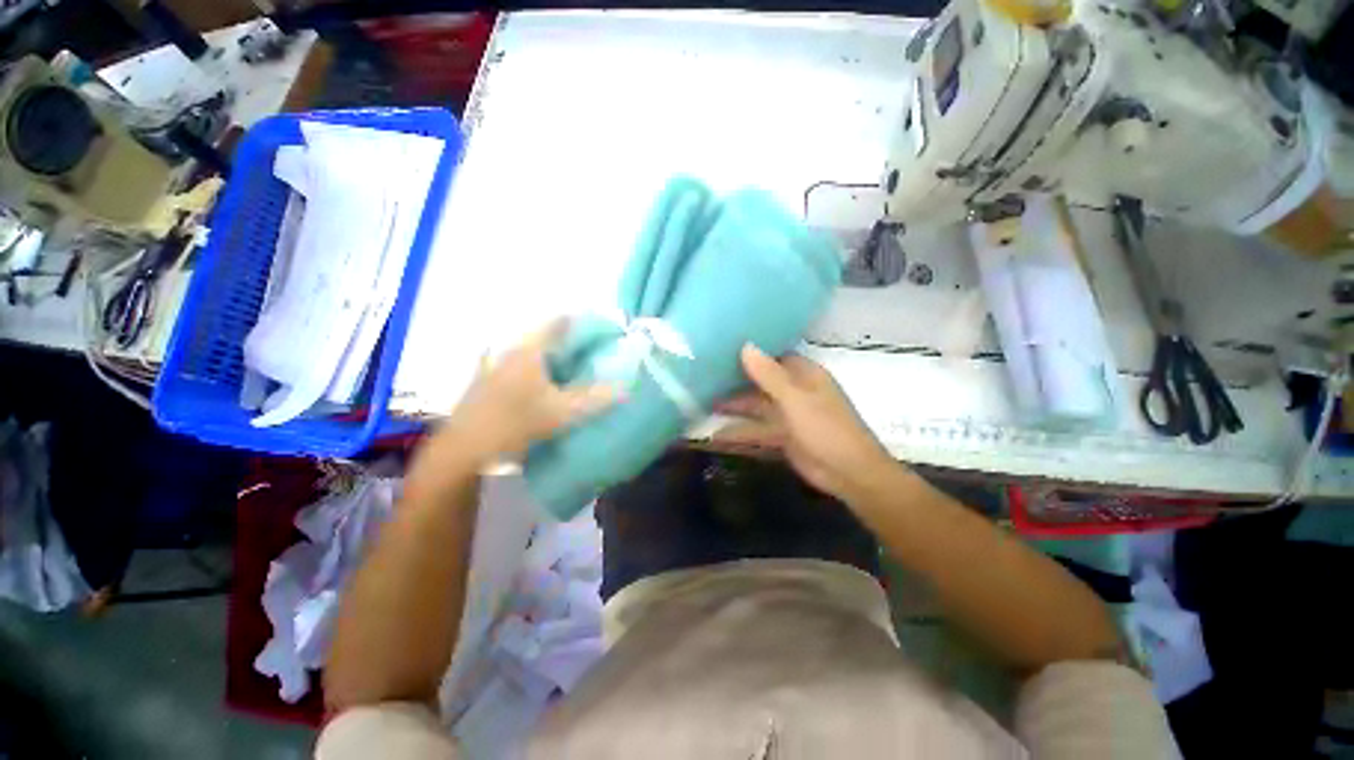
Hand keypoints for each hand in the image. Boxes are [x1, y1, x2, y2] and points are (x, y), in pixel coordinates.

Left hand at [433, 319, 617, 466]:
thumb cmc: (515, 424)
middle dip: (569, 339)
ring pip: (530, 348)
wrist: (464, 449)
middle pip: (544, 333)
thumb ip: (596, 399)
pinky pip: (517, 361)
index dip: (582, 321)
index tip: (602, 329)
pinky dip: (536, 365)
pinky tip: (544, 383)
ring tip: (572, 365)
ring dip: (551, 353)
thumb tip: (626, 389)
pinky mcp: (486, 378)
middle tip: (591, 350)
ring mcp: (493, 362)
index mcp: (528, 349)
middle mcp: (509, 348)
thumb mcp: (562, 413)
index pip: (559, 321)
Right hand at [715, 344, 897, 501]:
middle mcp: (795, 391)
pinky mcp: (783, 436)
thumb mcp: (795, 399)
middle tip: (705, 377)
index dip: (751, 352)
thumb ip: (769, 374)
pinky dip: (738, 431)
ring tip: (704, 404)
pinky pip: (756, 429)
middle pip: (761, 381)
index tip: (723, 348)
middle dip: (736, 381)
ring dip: (734, 406)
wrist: (849, 473)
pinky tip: (716, 434)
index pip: (773, 356)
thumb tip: (745, 345)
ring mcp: (788, 415)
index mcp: (803, 375)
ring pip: (756, 406)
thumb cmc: (825, 428)